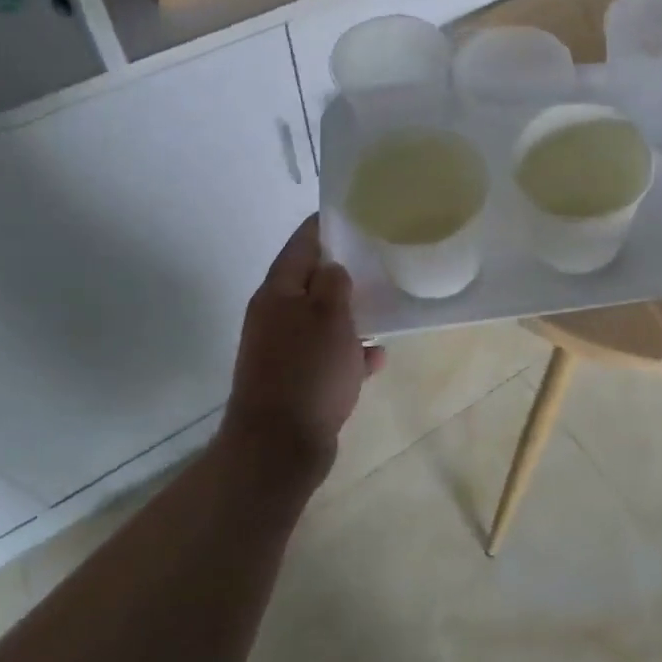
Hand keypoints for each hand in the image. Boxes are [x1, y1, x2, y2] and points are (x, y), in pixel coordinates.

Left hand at [222, 215, 384, 488]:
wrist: (279, 447)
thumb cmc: (307, 373)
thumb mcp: (329, 317)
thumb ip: (334, 284)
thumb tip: (334, 268)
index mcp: (277, 294)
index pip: (301, 244)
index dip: (325, 226)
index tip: (355, 213)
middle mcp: (275, 317)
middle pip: (311, 282)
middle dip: (344, 270)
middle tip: (380, 258)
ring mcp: (284, 352)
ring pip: (322, 320)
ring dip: (350, 313)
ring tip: (386, 304)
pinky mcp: (296, 382)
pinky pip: (328, 356)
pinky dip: (350, 352)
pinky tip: (378, 356)